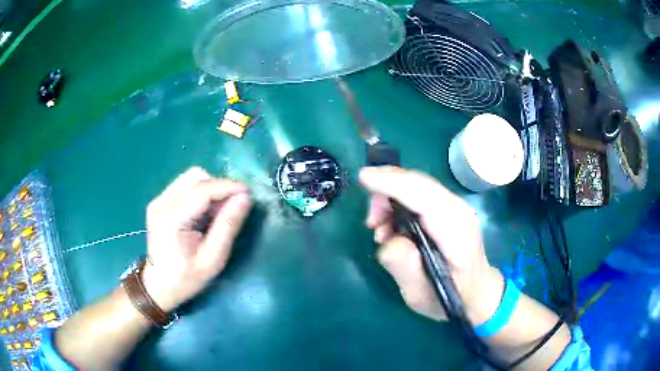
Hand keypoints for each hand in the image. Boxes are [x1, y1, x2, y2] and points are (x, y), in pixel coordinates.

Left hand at [141, 167, 251, 311]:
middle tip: (231, 206)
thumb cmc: (186, 278)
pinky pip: (185, 186)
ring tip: (217, 211)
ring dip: (209, 188)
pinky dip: (200, 193)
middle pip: (195, 177)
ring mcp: (158, 200)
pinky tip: (204, 212)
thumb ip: (228, 226)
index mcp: (171, 220)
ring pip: (190, 177)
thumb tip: (245, 197)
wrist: (159, 285)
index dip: (227, 187)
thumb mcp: (213, 259)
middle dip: (218, 186)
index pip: (202, 191)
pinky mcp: (160, 201)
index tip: (248, 192)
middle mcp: (161, 203)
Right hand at [360, 166, 503, 323]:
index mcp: (456, 235)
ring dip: (392, 197)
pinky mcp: (450, 207)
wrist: (476, 292)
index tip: (364, 178)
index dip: (393, 184)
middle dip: (387, 189)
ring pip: (418, 184)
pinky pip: (420, 192)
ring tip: (381, 230)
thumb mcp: (420, 294)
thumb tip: (386, 237)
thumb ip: (403, 265)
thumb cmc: (448, 296)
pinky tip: (393, 226)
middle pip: (419, 183)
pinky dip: (400, 200)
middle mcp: (459, 212)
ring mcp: (457, 206)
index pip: (424, 198)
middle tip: (372, 222)